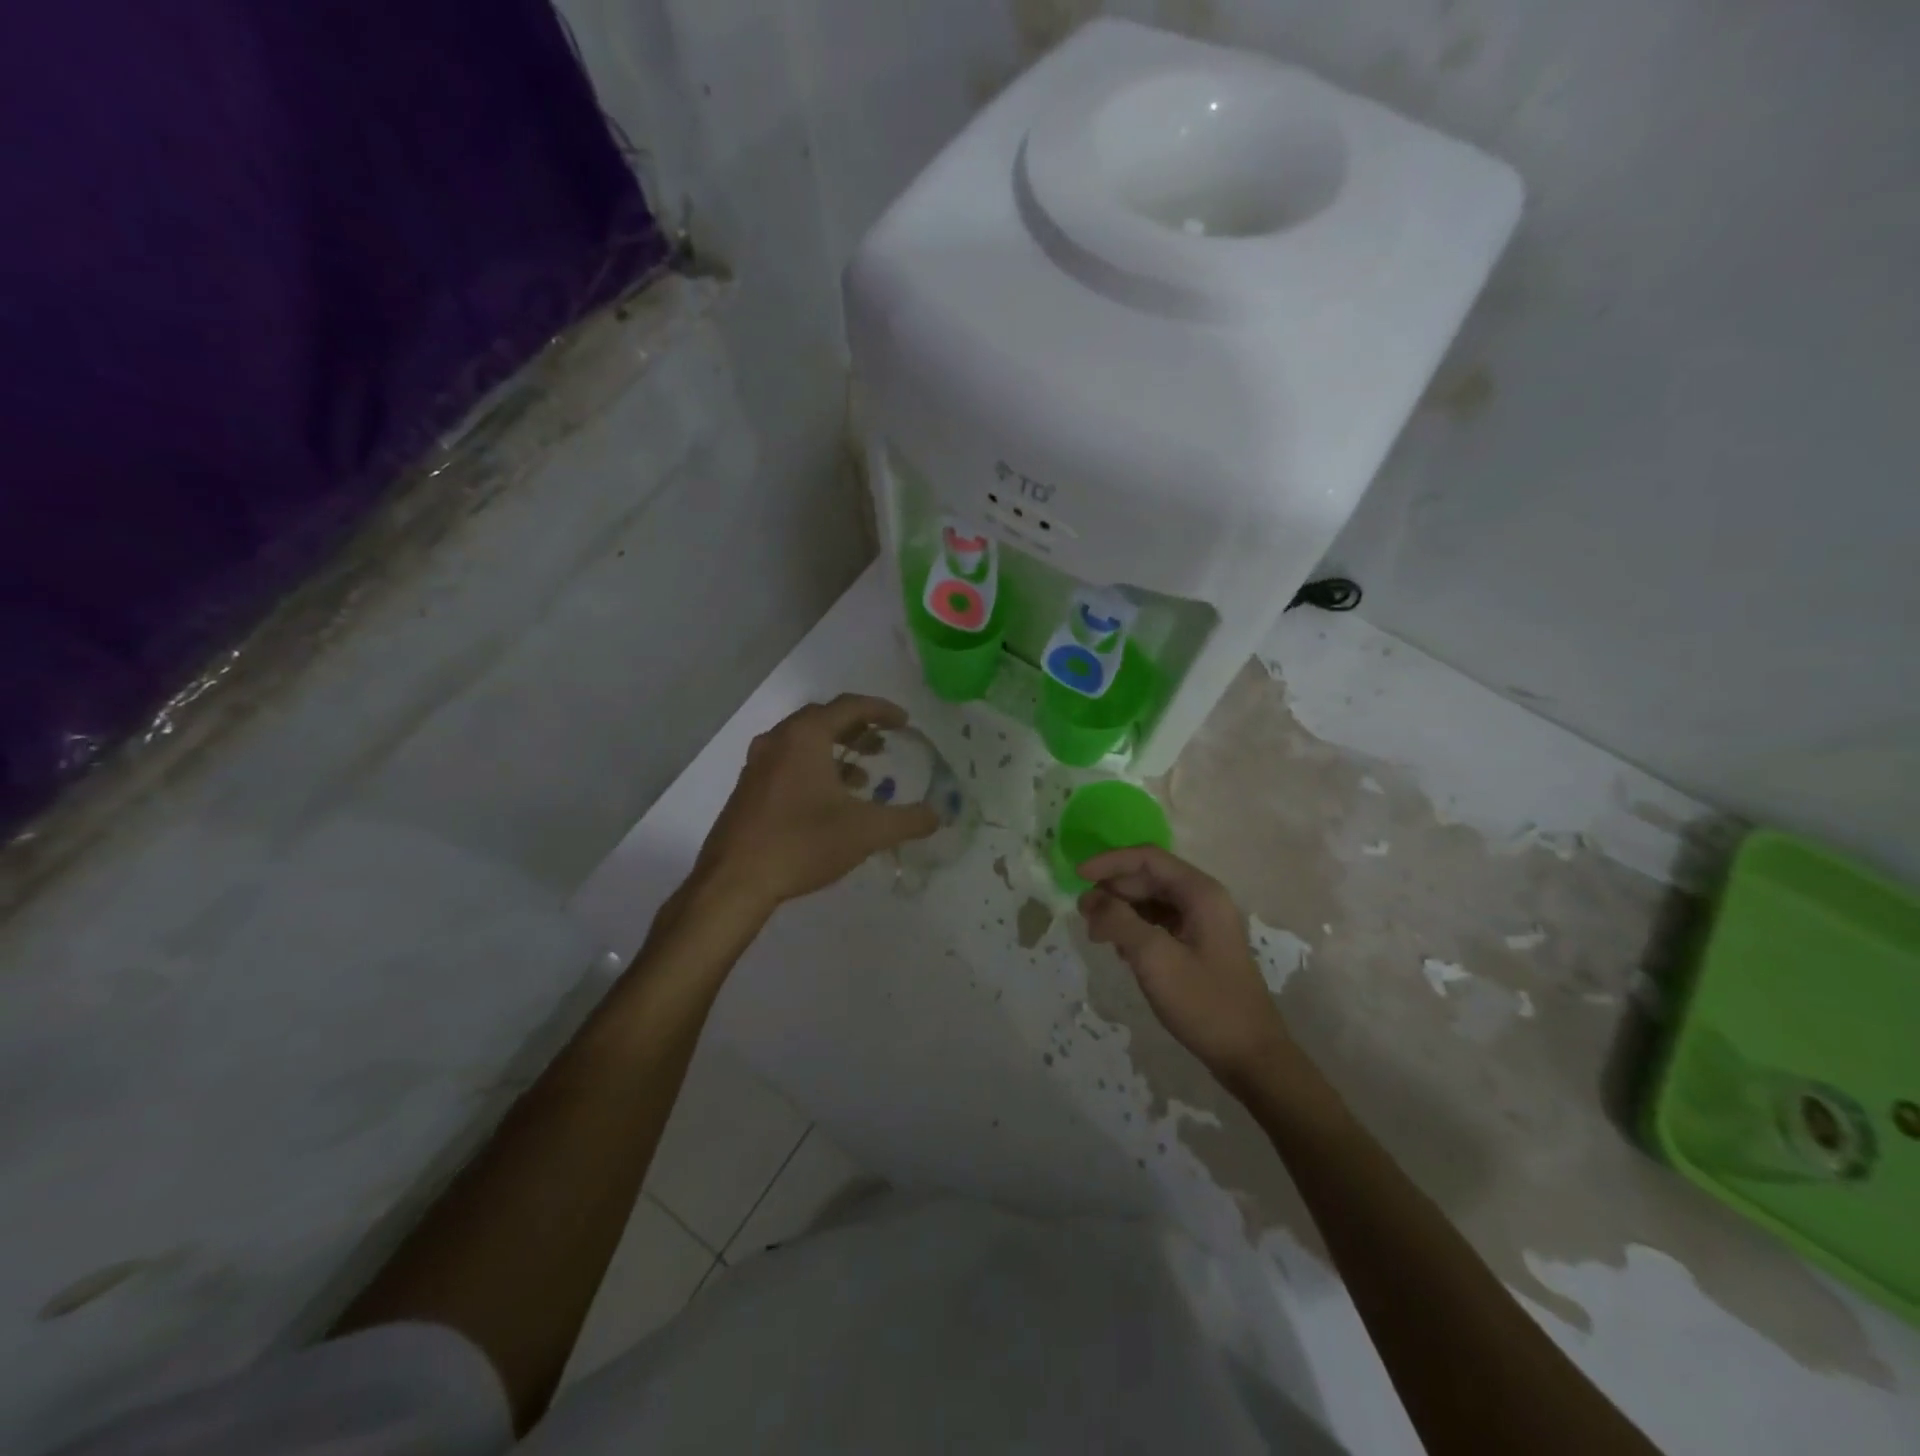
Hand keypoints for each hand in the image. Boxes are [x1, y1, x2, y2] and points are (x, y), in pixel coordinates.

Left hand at [693, 695, 938, 914]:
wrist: (734, 881)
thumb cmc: (802, 844)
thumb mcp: (865, 832)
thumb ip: (907, 821)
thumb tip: (937, 816)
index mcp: (804, 737)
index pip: (849, 706)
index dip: (881, 710)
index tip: (905, 722)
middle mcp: (778, 740)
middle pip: (824, 719)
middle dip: (858, 728)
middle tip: (885, 743)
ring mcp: (757, 763)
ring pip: (803, 742)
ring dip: (836, 750)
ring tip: (864, 775)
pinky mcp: (748, 788)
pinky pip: (788, 761)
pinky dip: (815, 767)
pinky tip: (830, 800)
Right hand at [1078, 846, 1294, 1087]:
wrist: (1250, 1057)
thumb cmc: (1205, 1003)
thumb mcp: (1154, 959)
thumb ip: (1119, 921)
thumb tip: (1091, 899)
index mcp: (1201, 893)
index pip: (1147, 858)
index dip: (1109, 862)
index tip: (1077, 877)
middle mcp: (1204, 900)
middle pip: (1149, 878)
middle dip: (1113, 890)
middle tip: (1083, 915)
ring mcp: (1204, 924)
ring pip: (1152, 901)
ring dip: (1121, 910)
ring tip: (1097, 935)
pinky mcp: (1199, 946)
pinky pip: (1160, 923)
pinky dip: (1135, 929)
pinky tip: (1121, 951)